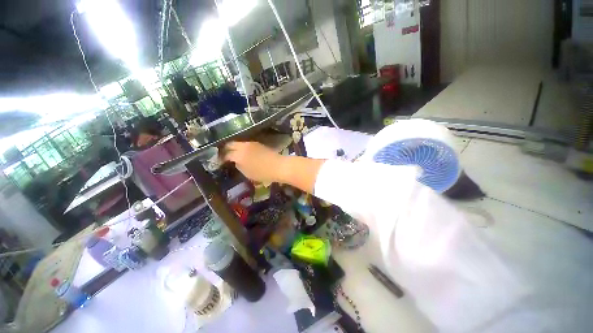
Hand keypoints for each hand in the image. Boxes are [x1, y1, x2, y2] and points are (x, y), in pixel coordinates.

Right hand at [221, 141, 284, 183]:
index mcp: (238, 155)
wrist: (278, 166)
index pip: (226, 154)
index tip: (219, 161)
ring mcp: (251, 143)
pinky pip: (245, 144)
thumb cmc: (262, 173)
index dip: (221, 158)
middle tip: (224, 155)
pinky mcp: (258, 143)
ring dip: (234, 147)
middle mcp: (243, 146)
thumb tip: (235, 161)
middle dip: (225, 149)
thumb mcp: (247, 173)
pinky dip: (242, 147)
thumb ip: (238, 166)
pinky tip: (243, 152)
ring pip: (238, 143)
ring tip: (233, 153)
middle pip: (230, 144)